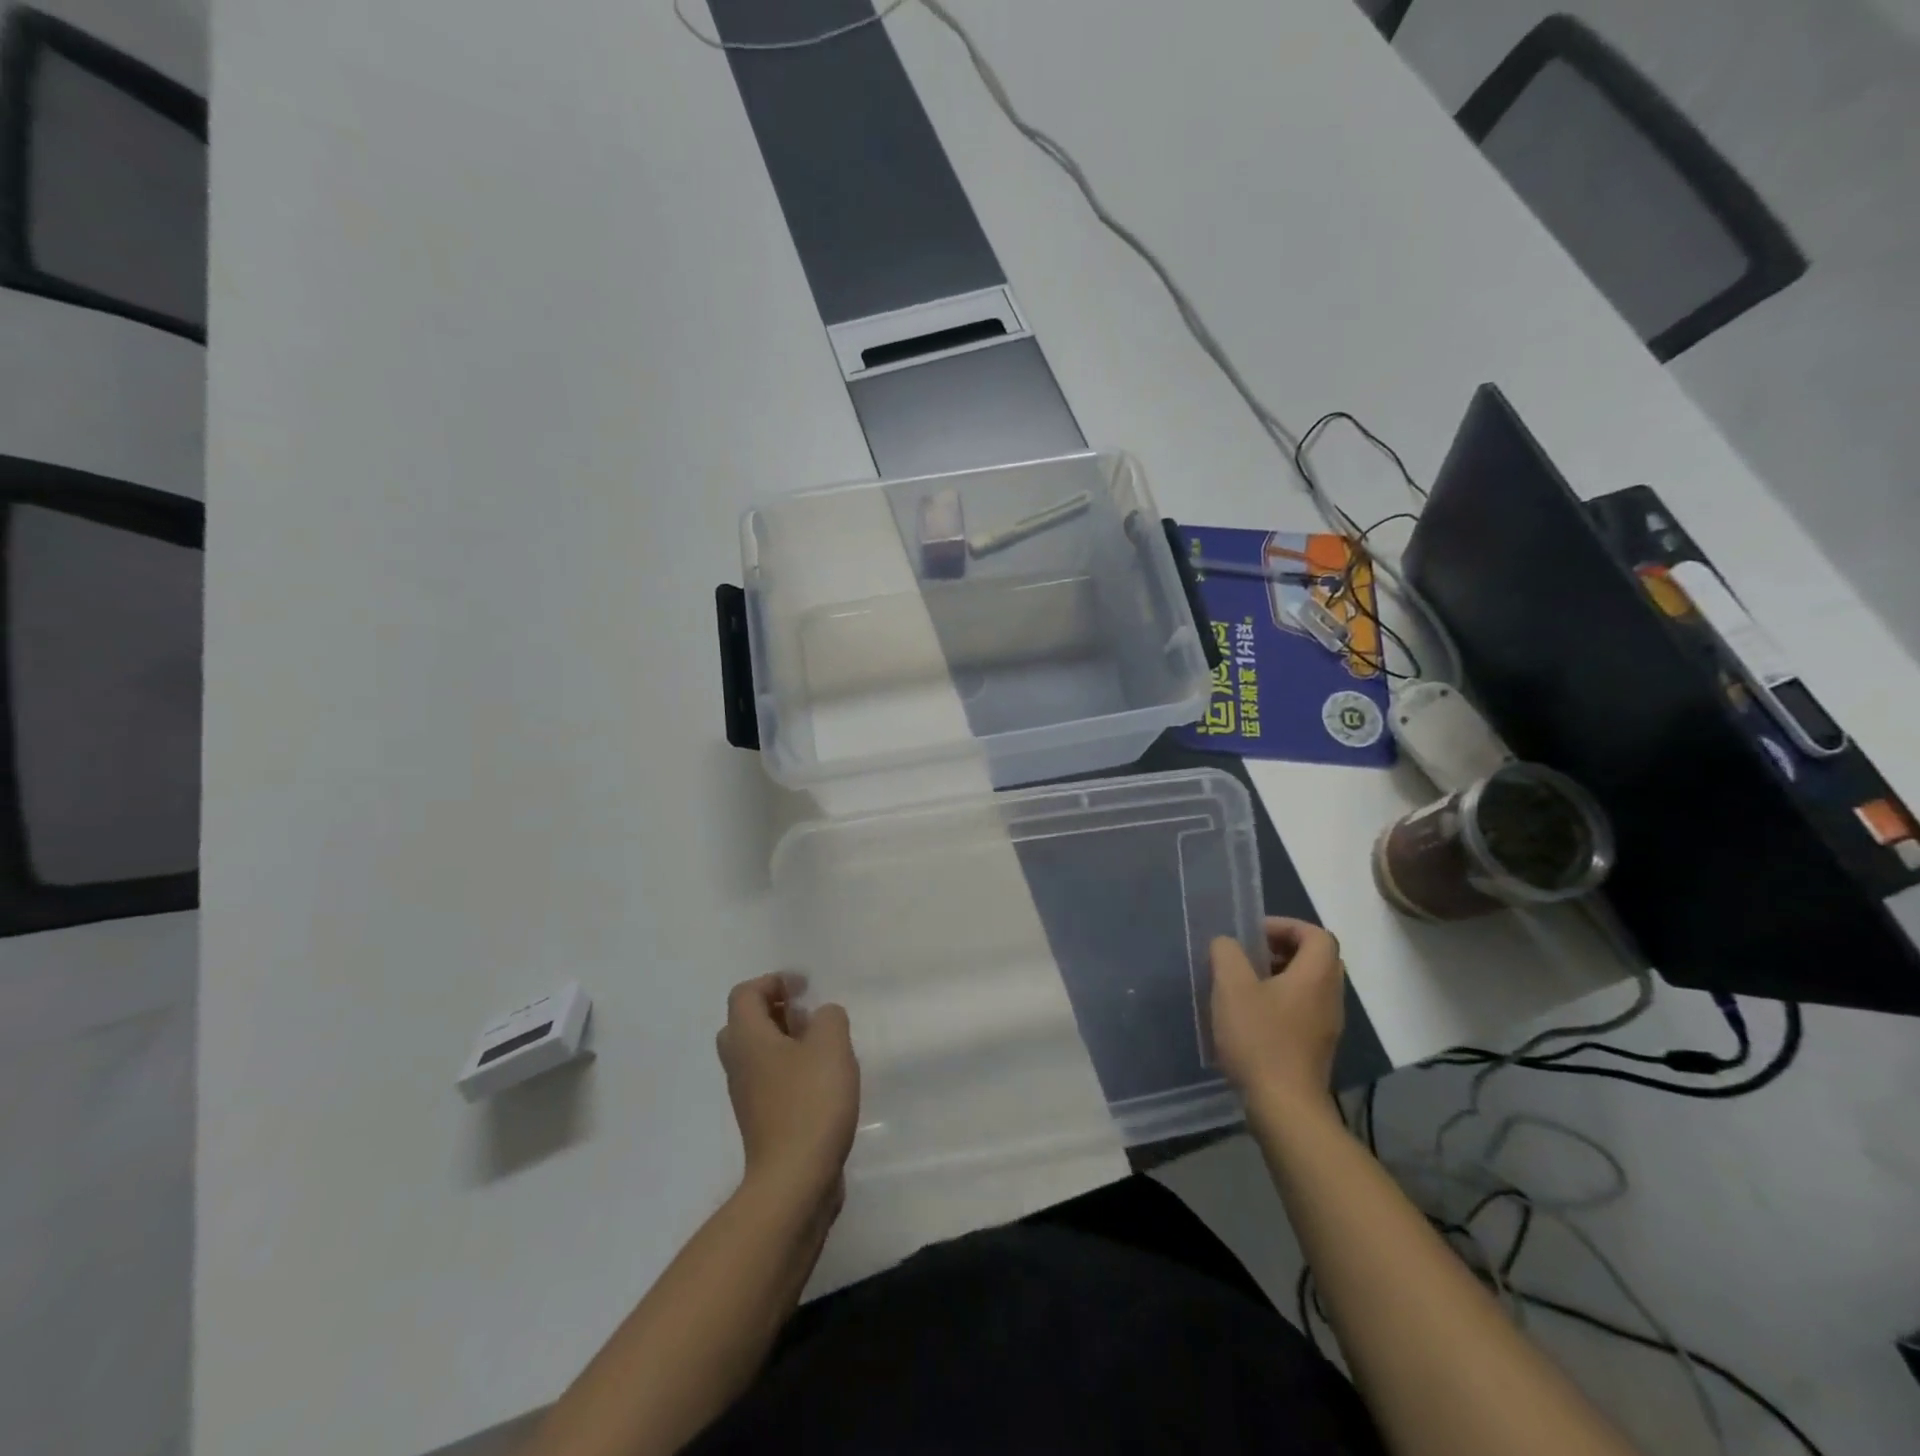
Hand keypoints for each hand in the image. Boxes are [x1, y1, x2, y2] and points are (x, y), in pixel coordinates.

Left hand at [716, 975, 859, 1207]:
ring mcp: (746, 1096)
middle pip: (745, 1023)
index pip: (745, 994)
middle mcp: (738, 1063)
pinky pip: (769, 1081)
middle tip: (807, 1015)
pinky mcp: (761, 1121)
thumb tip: (821, 1017)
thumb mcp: (831, 1044)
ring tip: (823, 1047)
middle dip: (776, 1011)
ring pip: (757, 1054)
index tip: (804, 988)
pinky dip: (790, 1070)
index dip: (773, 982)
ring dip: (785, 1042)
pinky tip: (823, 1082)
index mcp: (747, 1038)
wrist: (795, 1179)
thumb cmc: (810, 1102)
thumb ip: (829, 1017)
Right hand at [1210, 918, 1345, 1109]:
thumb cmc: (1260, 1039)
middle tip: (1249, 955)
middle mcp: (1330, 997)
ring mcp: (1327, 1026)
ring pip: (1310, 985)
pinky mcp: (1317, 1048)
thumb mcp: (1232, 987)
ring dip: (1280, 976)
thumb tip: (1227, 944)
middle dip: (1282, 949)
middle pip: (1317, 958)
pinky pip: (1304, 1009)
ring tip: (1244, 984)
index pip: (1316, 935)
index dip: (1286, 926)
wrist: (1285, 1107)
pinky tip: (1251, 1016)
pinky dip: (1282, 1001)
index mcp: (1316, 976)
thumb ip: (1226, 954)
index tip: (1253, 934)